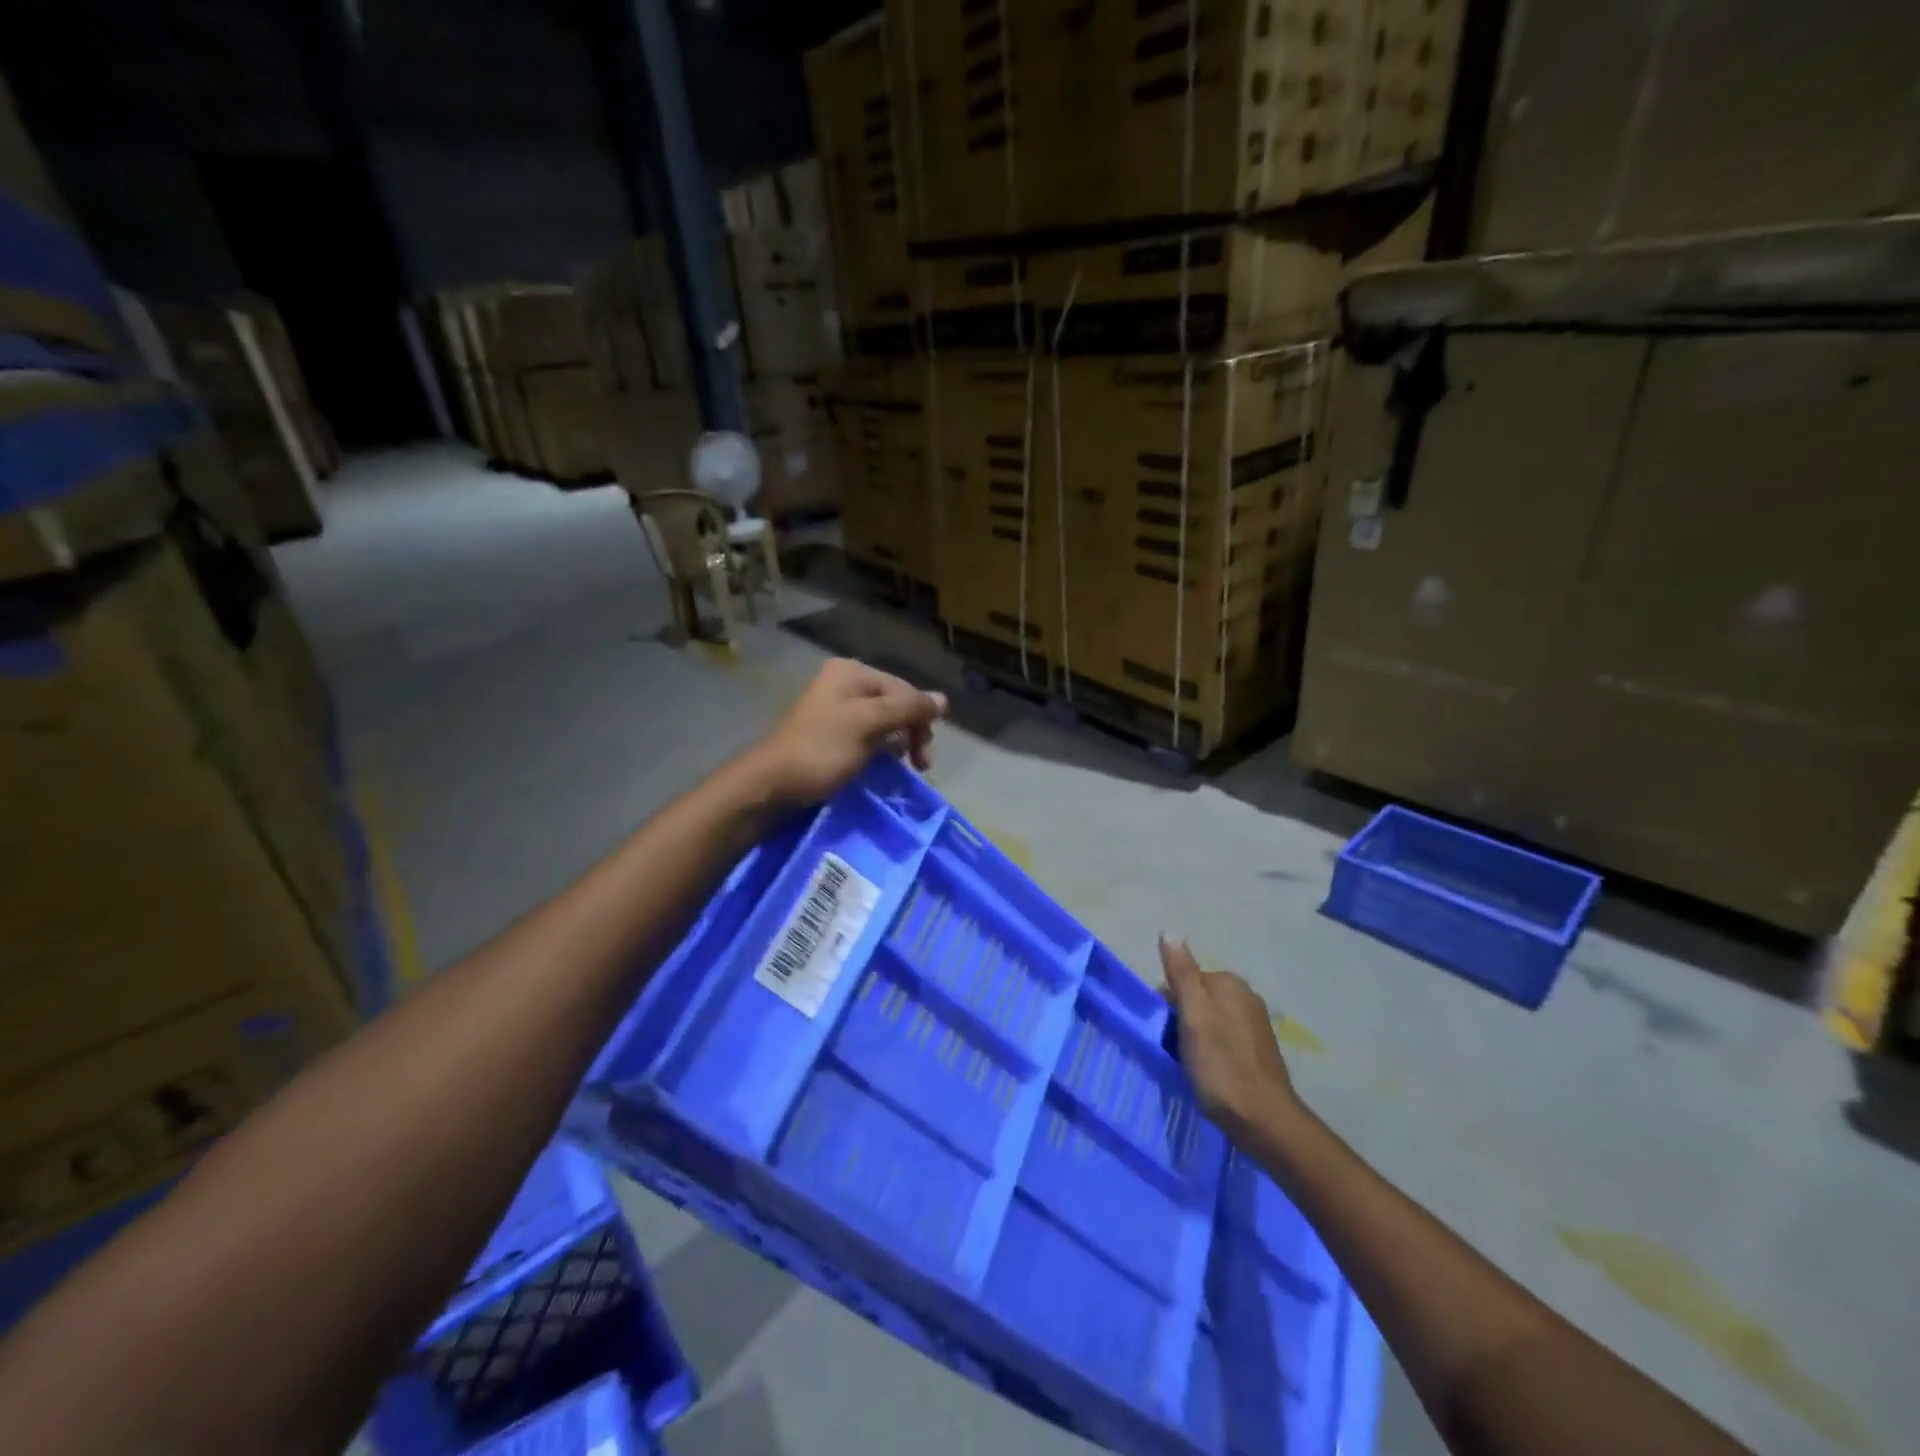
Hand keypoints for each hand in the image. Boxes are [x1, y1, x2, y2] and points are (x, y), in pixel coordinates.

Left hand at [744, 658, 947, 808]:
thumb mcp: (868, 724)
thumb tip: (944, 699)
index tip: (924, 758)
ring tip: (903, 766)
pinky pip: (867, 736)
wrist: (771, 785)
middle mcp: (844, 684)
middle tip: (919, 765)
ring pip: (883, 721)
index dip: (920, 719)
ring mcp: (835, 709)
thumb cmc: (821, 750)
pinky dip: (880, 750)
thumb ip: (907, 709)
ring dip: (898, 743)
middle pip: (894, 704)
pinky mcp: (830, 734)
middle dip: (910, 732)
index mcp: (851, 672)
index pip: (904, 690)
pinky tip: (883, 765)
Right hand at [1159, 937, 1297, 1134]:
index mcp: (1230, 983)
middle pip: (1196, 1000)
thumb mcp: (1194, 1016)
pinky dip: (1213, 1053)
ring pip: (1209, 1021)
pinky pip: (1224, 1041)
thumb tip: (1169, 931)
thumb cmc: (1222, 1066)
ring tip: (1192, 1066)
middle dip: (1182, 1022)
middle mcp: (1246, 996)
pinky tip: (1210, 1074)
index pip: (1183, 981)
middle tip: (1177, 1052)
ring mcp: (1256, 1025)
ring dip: (1195, 1039)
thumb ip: (1182, 973)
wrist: (1265, 1122)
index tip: (1166, 1034)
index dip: (1168, 1006)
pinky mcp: (1259, 1052)